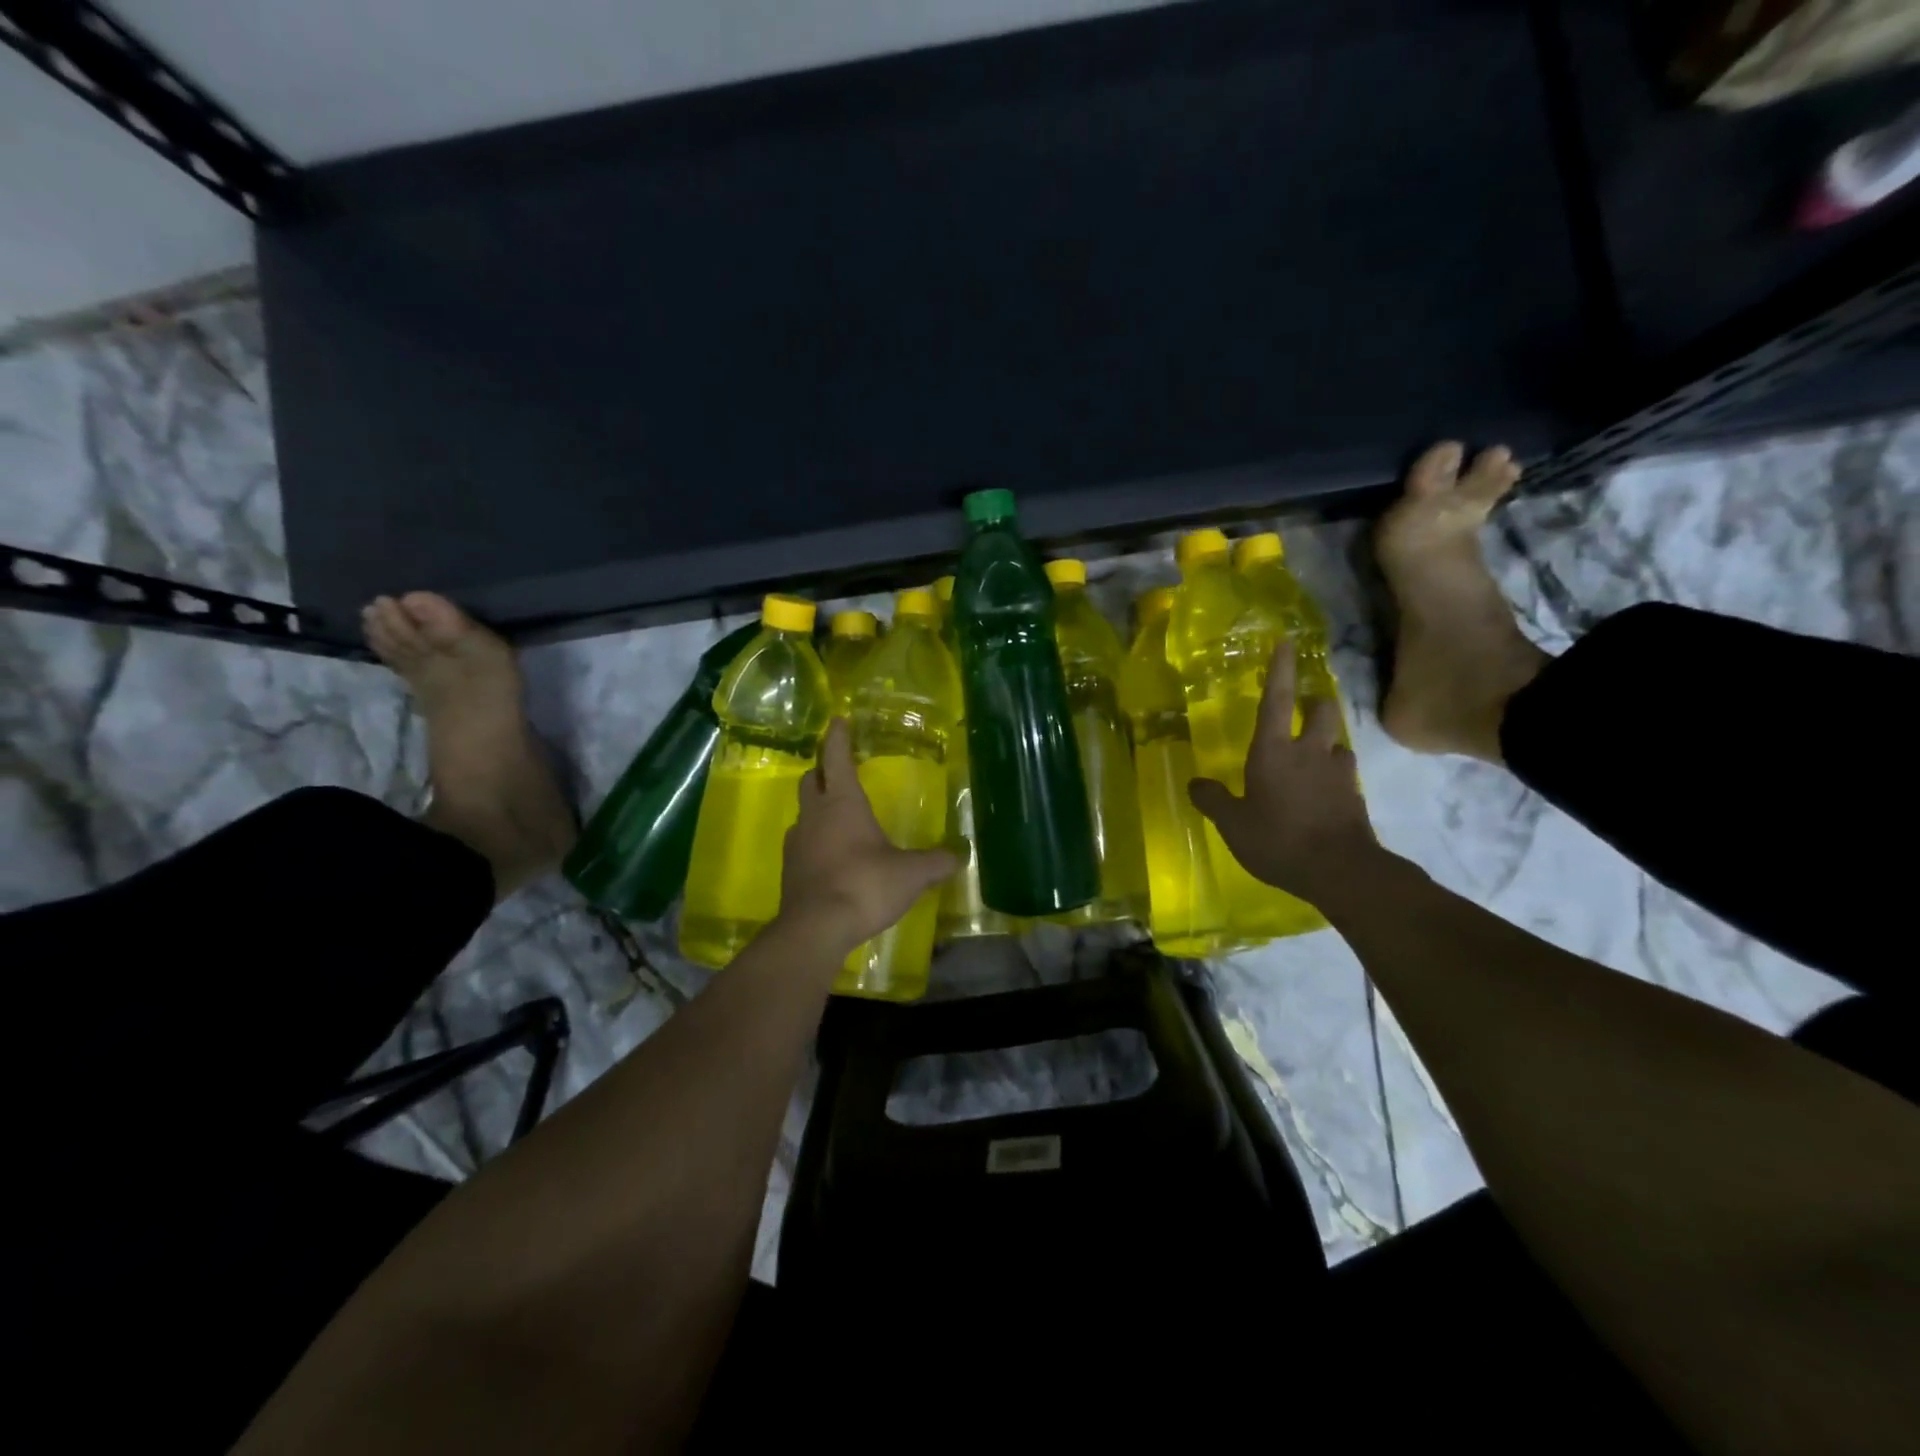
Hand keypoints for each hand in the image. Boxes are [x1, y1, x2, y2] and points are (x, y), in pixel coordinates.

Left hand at [776, 719, 957, 957]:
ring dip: (817, 808)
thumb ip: (934, 862)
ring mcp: (796, 843)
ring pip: (803, 813)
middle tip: (838, 770)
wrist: (816, 929)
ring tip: (838, 817)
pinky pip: (801, 844)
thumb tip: (957, 857)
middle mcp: (814, 815)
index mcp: (842, 803)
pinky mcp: (790, 871)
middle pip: (811, 780)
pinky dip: (814, 841)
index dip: (837, 737)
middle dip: (823, 771)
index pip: (836, 758)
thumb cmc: (865, 885)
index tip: (838, 719)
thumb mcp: (910, 874)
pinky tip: (831, 856)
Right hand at [1189, 642, 1380, 903]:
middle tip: (1307, 705)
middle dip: (1316, 701)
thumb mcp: (1232, 824)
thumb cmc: (1278, 840)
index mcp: (1274, 751)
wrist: (1340, 870)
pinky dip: (1334, 773)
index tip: (1286, 643)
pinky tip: (1325, 790)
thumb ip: (1213, 800)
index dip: (1280, 670)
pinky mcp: (1355, 796)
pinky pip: (1344, 773)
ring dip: (1327, 739)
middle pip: (1322, 710)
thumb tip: (1195, 783)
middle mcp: (1310, 752)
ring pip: (1338, 741)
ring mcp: (1338, 773)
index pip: (1277, 700)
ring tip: (1315, 753)